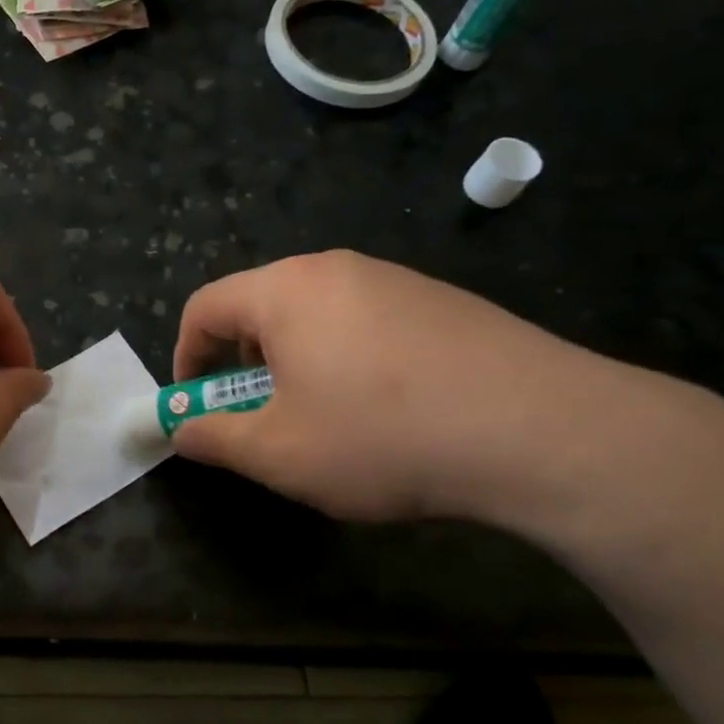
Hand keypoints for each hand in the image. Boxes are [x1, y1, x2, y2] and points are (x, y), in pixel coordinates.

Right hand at [172, 251, 622, 525]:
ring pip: (314, 314)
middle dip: (241, 362)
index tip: (196, 406)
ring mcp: (394, 279)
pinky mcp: (441, 300)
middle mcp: (335, 269)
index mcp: (285, 291)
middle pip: (259, 305)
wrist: (542, 431)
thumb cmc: (383, 437)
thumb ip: (215, 439)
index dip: (186, 357)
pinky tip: (386, 409)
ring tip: (323, 418)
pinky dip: (346, 358)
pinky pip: (366, 321)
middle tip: (259, 415)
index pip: (205, 306)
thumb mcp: (279, 453)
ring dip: (294, 362)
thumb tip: (181, 431)